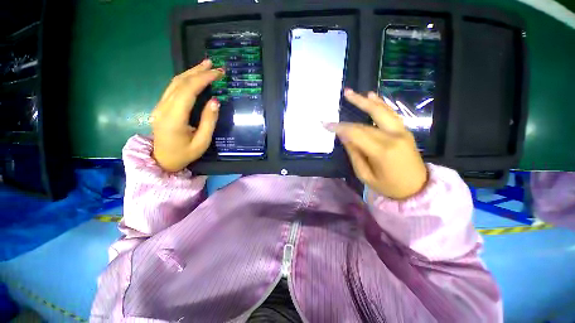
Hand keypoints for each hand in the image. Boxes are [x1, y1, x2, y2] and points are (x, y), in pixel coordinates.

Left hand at [150, 60, 223, 171]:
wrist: (162, 160)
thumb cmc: (185, 154)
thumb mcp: (202, 142)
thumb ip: (208, 121)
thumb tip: (215, 101)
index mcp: (174, 118)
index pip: (188, 91)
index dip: (203, 79)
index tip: (218, 73)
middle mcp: (164, 107)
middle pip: (180, 82)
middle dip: (198, 71)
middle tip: (214, 65)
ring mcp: (160, 105)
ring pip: (175, 82)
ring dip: (191, 72)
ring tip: (205, 65)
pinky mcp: (161, 106)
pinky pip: (173, 88)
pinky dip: (186, 79)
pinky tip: (194, 76)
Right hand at [325, 89, 427, 199]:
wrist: (417, 188)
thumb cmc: (388, 186)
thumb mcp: (365, 175)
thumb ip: (354, 153)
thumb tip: (344, 136)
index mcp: (381, 151)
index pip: (356, 133)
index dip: (340, 127)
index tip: (326, 124)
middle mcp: (393, 137)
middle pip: (367, 120)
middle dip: (354, 106)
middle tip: (343, 94)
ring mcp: (401, 132)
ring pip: (381, 111)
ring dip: (366, 101)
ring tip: (353, 92)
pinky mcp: (405, 131)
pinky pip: (391, 114)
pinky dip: (381, 104)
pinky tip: (372, 96)